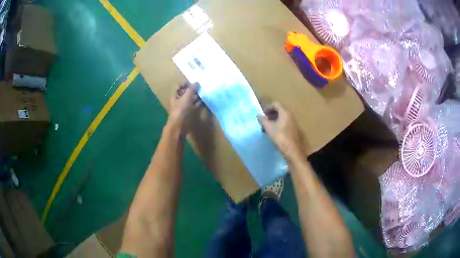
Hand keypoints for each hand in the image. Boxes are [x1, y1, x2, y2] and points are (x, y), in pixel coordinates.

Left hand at [167, 82, 200, 133]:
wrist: (179, 127)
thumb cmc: (181, 110)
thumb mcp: (186, 97)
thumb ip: (191, 89)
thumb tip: (197, 82)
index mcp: (175, 96)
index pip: (178, 87)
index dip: (184, 84)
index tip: (193, 82)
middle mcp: (179, 101)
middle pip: (185, 94)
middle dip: (193, 90)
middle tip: (201, 88)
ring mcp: (184, 108)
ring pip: (191, 100)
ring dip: (197, 97)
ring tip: (205, 93)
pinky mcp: (189, 115)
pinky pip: (195, 107)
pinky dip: (199, 104)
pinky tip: (205, 102)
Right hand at [257, 102, 305, 159]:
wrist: (293, 150)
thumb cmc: (280, 138)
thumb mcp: (269, 128)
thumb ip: (263, 120)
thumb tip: (258, 115)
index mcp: (285, 112)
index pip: (275, 104)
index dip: (267, 107)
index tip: (262, 114)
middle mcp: (290, 115)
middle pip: (280, 109)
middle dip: (271, 113)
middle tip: (264, 120)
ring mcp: (293, 122)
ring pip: (283, 116)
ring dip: (275, 119)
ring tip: (268, 126)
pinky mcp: (294, 129)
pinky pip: (286, 122)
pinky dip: (279, 123)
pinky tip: (275, 131)